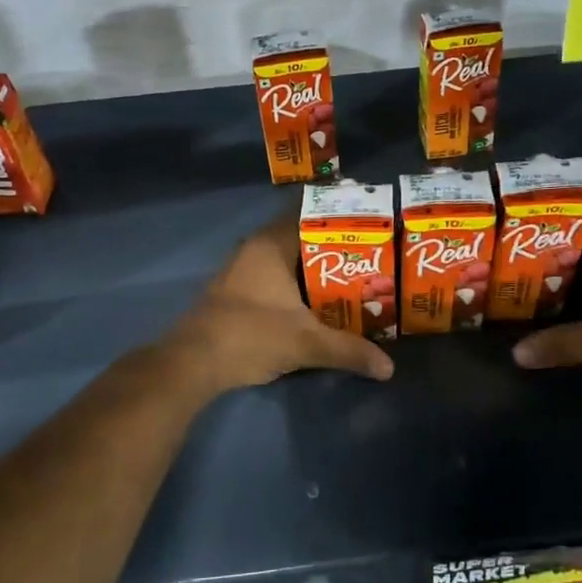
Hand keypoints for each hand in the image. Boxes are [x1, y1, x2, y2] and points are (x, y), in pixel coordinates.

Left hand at [161, 221, 394, 392]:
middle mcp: (253, 249)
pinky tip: (315, 303)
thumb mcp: (306, 343)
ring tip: (350, 278)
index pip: (309, 214)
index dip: (338, 216)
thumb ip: (348, 350)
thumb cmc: (251, 335)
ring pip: (285, 260)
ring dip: (312, 269)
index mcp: (270, 244)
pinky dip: (294, 285)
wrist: (193, 362)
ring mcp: (239, 270)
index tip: (367, 221)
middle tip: (368, 255)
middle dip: (332, 247)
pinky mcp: (233, 293)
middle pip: (300, 238)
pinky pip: (272, 278)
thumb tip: (388, 368)